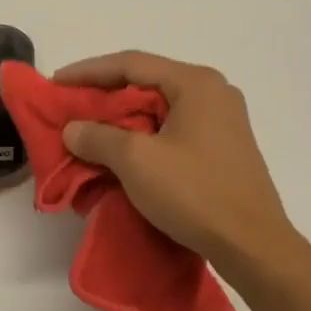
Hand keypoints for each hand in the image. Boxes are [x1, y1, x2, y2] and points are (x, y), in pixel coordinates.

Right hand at [54, 51, 303, 283]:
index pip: (131, 64)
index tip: (56, 83)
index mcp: (195, 83)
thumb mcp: (135, 161)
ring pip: (160, 108)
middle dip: (105, 95)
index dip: (88, 71)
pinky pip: (173, 129)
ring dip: (123, 118)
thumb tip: (73, 129)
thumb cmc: (195, 193)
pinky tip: (123, 152)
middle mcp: (213, 93)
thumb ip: (97, 136)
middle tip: (70, 106)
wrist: (253, 246)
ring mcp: (222, 121)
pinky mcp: (223, 149)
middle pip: (147, 83)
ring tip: (90, 130)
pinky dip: (143, 136)